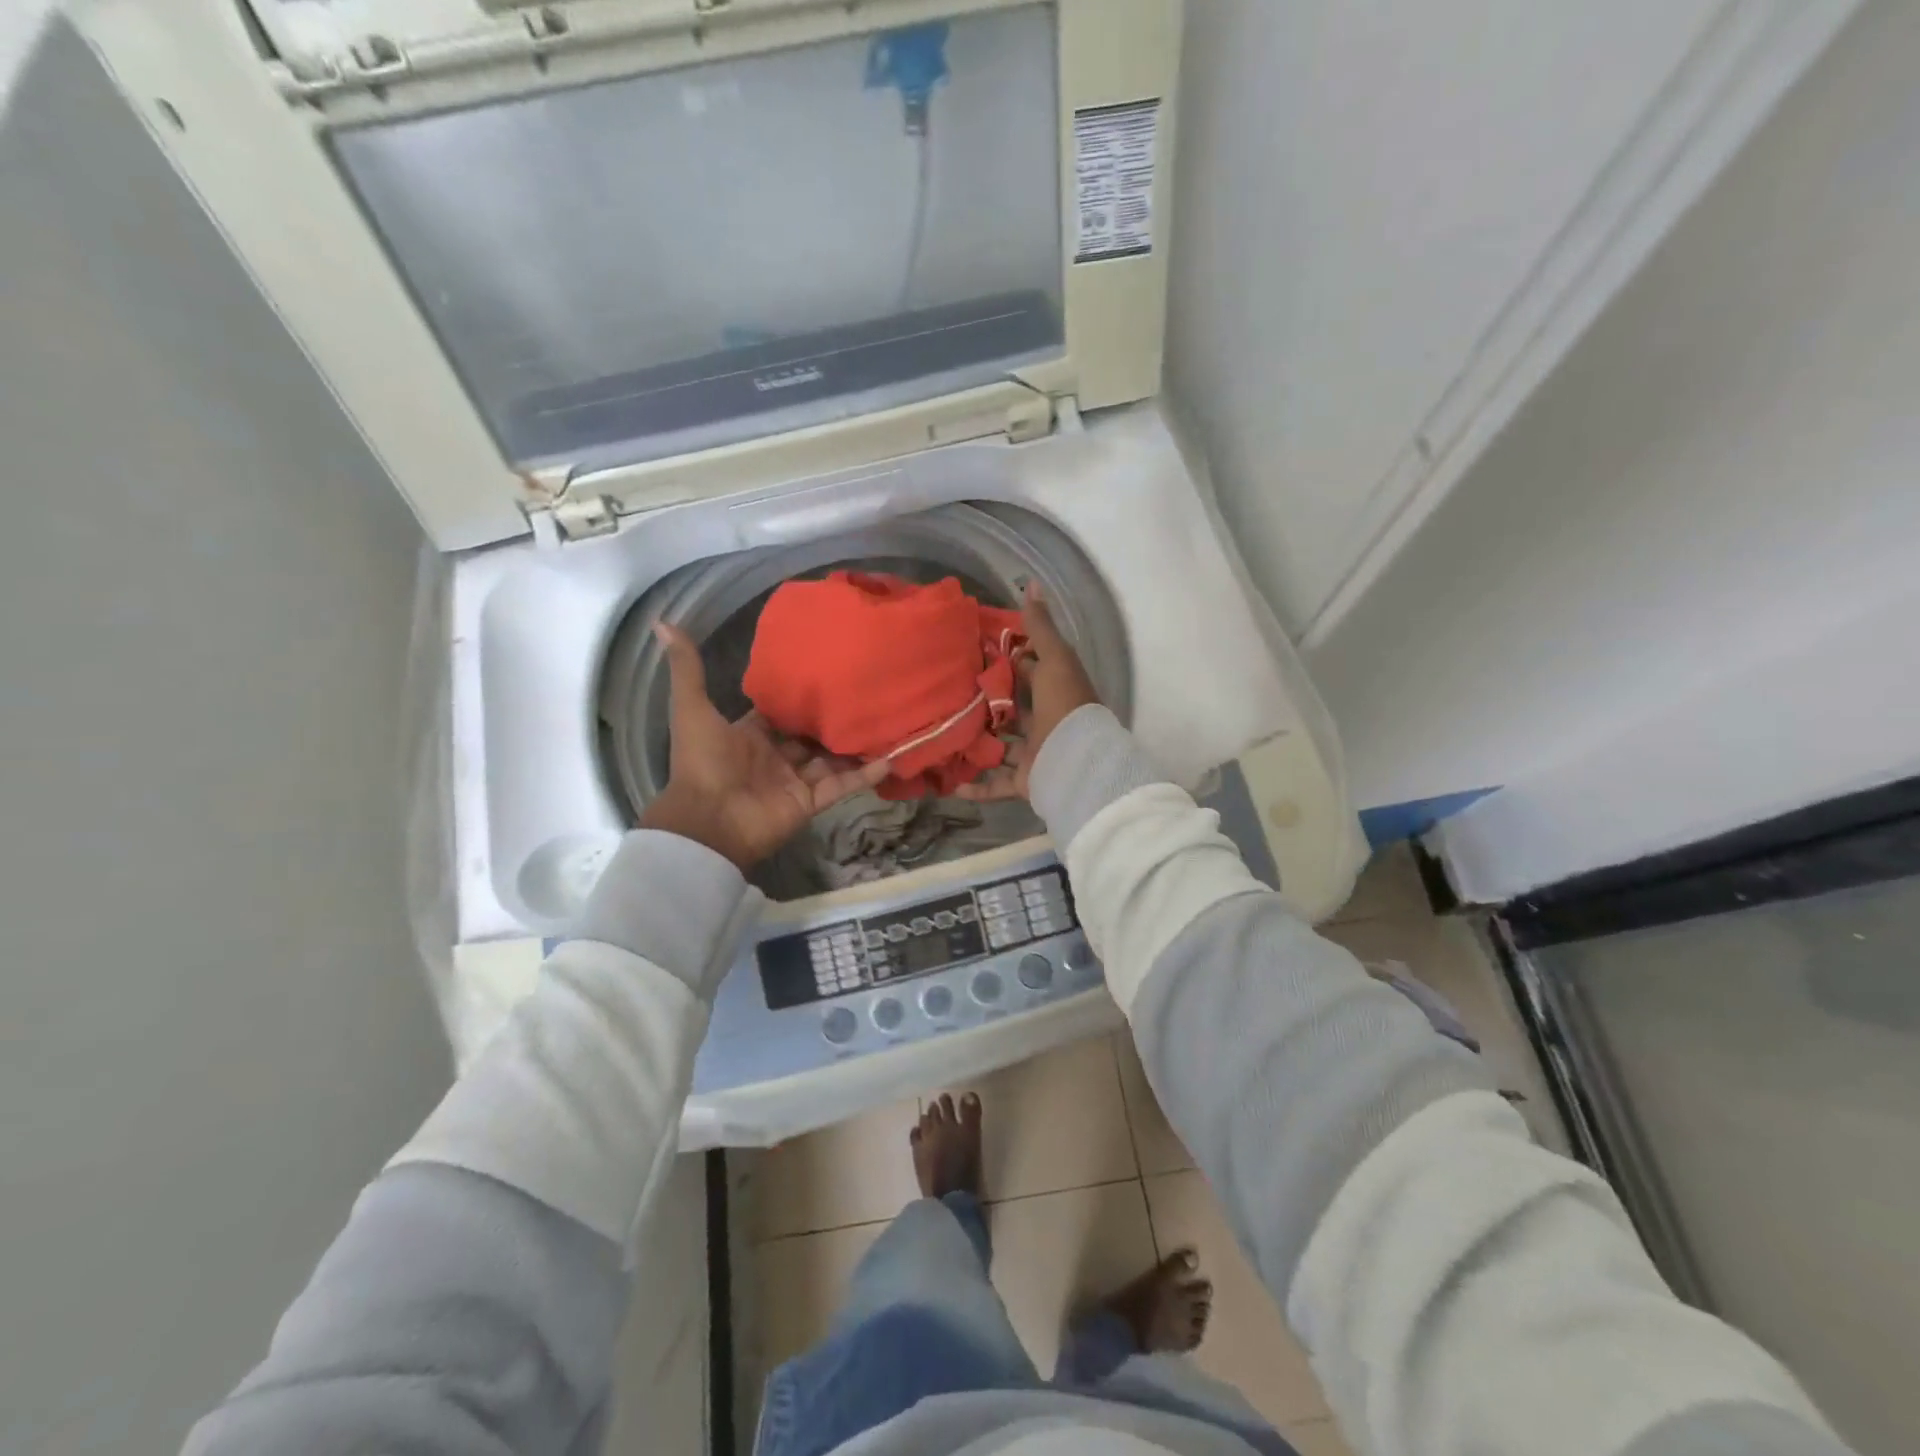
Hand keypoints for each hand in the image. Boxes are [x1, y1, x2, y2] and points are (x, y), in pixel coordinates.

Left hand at [640, 623, 890, 869]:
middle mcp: (775, 757)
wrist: (709, 821)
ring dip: (855, 745)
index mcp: (749, 735)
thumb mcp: (692, 708)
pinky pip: (841, 786)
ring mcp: (795, 782)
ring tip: (889, 721)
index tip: (830, 672)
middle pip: (810, 736)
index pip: (780, 713)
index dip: (801, 697)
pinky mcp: (810, 803)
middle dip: (834, 719)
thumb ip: (687, 670)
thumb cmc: (702, 761)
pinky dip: (864, 775)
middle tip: (868, 693)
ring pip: (831, 760)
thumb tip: (663, 623)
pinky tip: (892, 758)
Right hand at [957, 584, 1101, 803]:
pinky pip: (996, 784)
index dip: (1008, 658)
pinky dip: (977, 787)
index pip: (1030, 670)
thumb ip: (1041, 627)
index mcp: (1055, 691)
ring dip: (978, 743)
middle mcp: (1045, 722)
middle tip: (949, 690)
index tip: (974, 649)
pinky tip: (952, 784)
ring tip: (943, 734)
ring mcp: (1035, 753)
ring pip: (1001, 746)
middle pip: (1013, 709)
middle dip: (987, 702)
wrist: (1078, 763)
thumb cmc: (1065, 706)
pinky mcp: (1025, 781)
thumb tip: (1032, 582)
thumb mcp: (1054, 659)